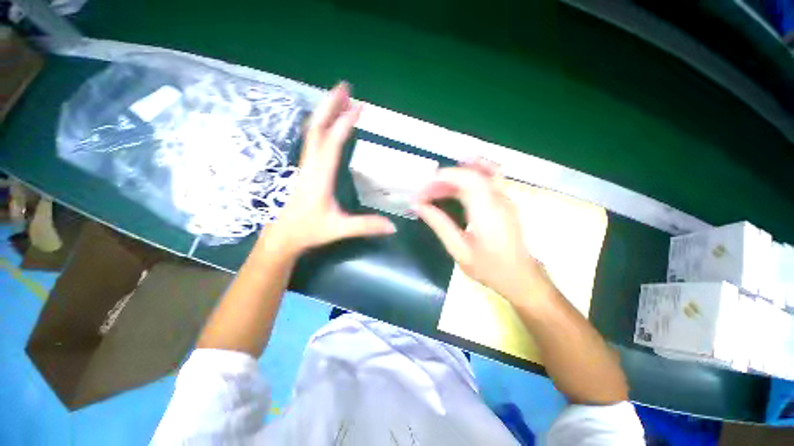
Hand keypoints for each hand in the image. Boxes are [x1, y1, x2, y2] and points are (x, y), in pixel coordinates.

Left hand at [263, 83, 394, 255]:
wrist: (284, 235)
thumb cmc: (309, 230)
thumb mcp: (339, 229)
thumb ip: (366, 226)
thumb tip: (393, 226)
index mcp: (320, 177)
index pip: (331, 144)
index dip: (344, 124)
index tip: (359, 107)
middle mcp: (311, 166)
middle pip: (316, 128)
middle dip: (329, 106)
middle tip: (345, 88)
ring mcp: (306, 165)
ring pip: (312, 132)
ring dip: (325, 113)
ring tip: (340, 99)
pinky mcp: (306, 168)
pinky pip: (312, 140)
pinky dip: (322, 126)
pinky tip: (330, 124)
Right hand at [417, 160, 546, 302]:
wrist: (520, 277)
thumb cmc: (489, 268)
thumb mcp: (459, 250)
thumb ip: (439, 224)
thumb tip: (419, 206)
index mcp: (486, 210)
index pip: (463, 179)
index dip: (440, 179)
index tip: (422, 192)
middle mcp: (498, 198)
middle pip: (470, 173)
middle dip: (444, 178)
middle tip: (425, 193)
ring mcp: (505, 197)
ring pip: (479, 172)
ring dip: (455, 175)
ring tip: (437, 187)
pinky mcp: (505, 201)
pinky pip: (488, 177)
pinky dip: (472, 172)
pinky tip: (460, 177)